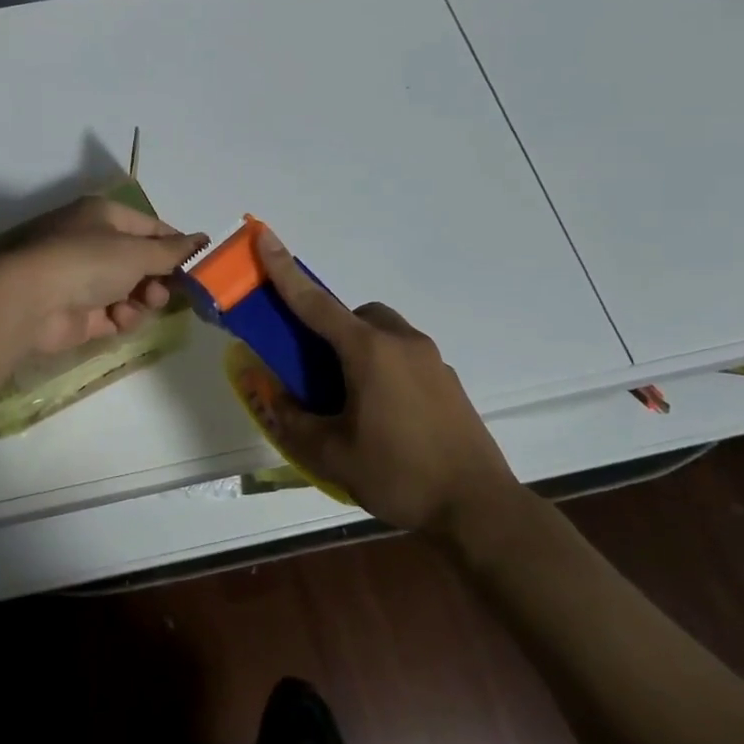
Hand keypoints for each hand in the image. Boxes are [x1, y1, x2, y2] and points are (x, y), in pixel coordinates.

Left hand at [0, 197, 207, 353]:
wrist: (31, 302)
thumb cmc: (87, 261)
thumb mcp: (137, 252)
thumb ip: (173, 251)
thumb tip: (204, 239)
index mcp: (104, 216)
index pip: (151, 228)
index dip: (176, 246)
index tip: (200, 265)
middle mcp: (93, 243)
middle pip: (142, 262)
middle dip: (159, 278)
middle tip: (166, 291)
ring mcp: (84, 280)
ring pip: (131, 291)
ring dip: (143, 300)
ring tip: (143, 305)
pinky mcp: (80, 313)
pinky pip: (115, 315)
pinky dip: (122, 318)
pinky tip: (119, 320)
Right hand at [255, 228, 525, 536]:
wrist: (479, 507)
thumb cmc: (398, 474)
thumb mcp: (331, 454)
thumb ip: (292, 419)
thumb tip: (269, 393)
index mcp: (368, 352)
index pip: (315, 303)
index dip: (284, 270)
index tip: (264, 235)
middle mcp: (402, 343)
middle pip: (357, 315)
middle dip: (333, 329)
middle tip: (320, 373)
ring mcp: (432, 360)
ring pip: (384, 334)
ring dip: (361, 349)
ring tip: (353, 400)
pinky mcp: (449, 381)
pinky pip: (406, 357)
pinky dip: (386, 368)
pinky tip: (387, 416)